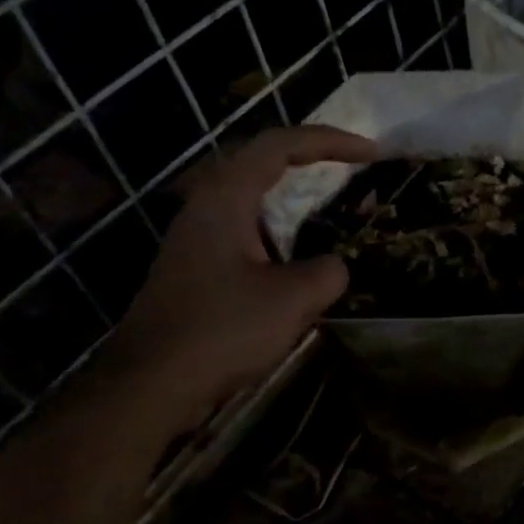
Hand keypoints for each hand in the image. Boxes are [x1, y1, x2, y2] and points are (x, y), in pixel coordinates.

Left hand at [102, 124, 377, 434]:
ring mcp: (197, 237)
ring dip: (297, 199)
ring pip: (254, 200)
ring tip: (335, 209)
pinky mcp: (197, 267)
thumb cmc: (222, 331)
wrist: (151, 382)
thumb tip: (334, 266)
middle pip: (263, 164)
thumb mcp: (292, 300)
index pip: (280, 145)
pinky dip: (282, 232)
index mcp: (225, 197)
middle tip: (354, 170)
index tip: (371, 153)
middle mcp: (206, 205)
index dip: (330, 141)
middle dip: (313, 161)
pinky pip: (247, 232)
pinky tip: (300, 259)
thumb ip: (328, 272)